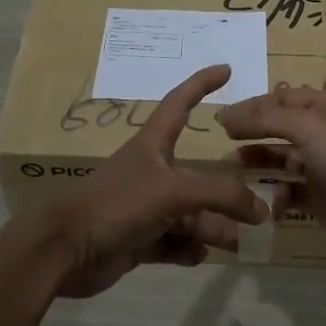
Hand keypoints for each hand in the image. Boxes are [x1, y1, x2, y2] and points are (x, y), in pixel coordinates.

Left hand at [49, 65, 269, 297]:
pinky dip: (188, 248)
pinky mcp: (138, 239)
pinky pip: (174, 241)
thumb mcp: (174, 191)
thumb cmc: (117, 204)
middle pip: (198, 177)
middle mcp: (151, 173)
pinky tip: (198, 256)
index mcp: (153, 146)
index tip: (226, 69)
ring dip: (213, 227)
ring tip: (235, 243)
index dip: (202, 84)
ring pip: (190, 214)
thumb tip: (260, 211)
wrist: (65, 250)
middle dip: (225, 194)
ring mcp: (144, 208)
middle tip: (258, 211)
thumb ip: (221, 197)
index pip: (180, 103)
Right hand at [215, 88, 325, 255]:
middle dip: (253, 132)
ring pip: (282, 159)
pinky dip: (275, 193)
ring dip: (258, 161)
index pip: (283, 98)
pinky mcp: (320, 196)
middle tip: (223, 140)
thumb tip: (226, 115)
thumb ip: (265, 119)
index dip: (253, 105)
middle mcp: (324, 132)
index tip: (222, 116)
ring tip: (233, 166)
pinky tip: (263, 198)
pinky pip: (290, 191)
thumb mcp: (306, 125)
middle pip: (280, 127)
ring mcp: (322, 166)